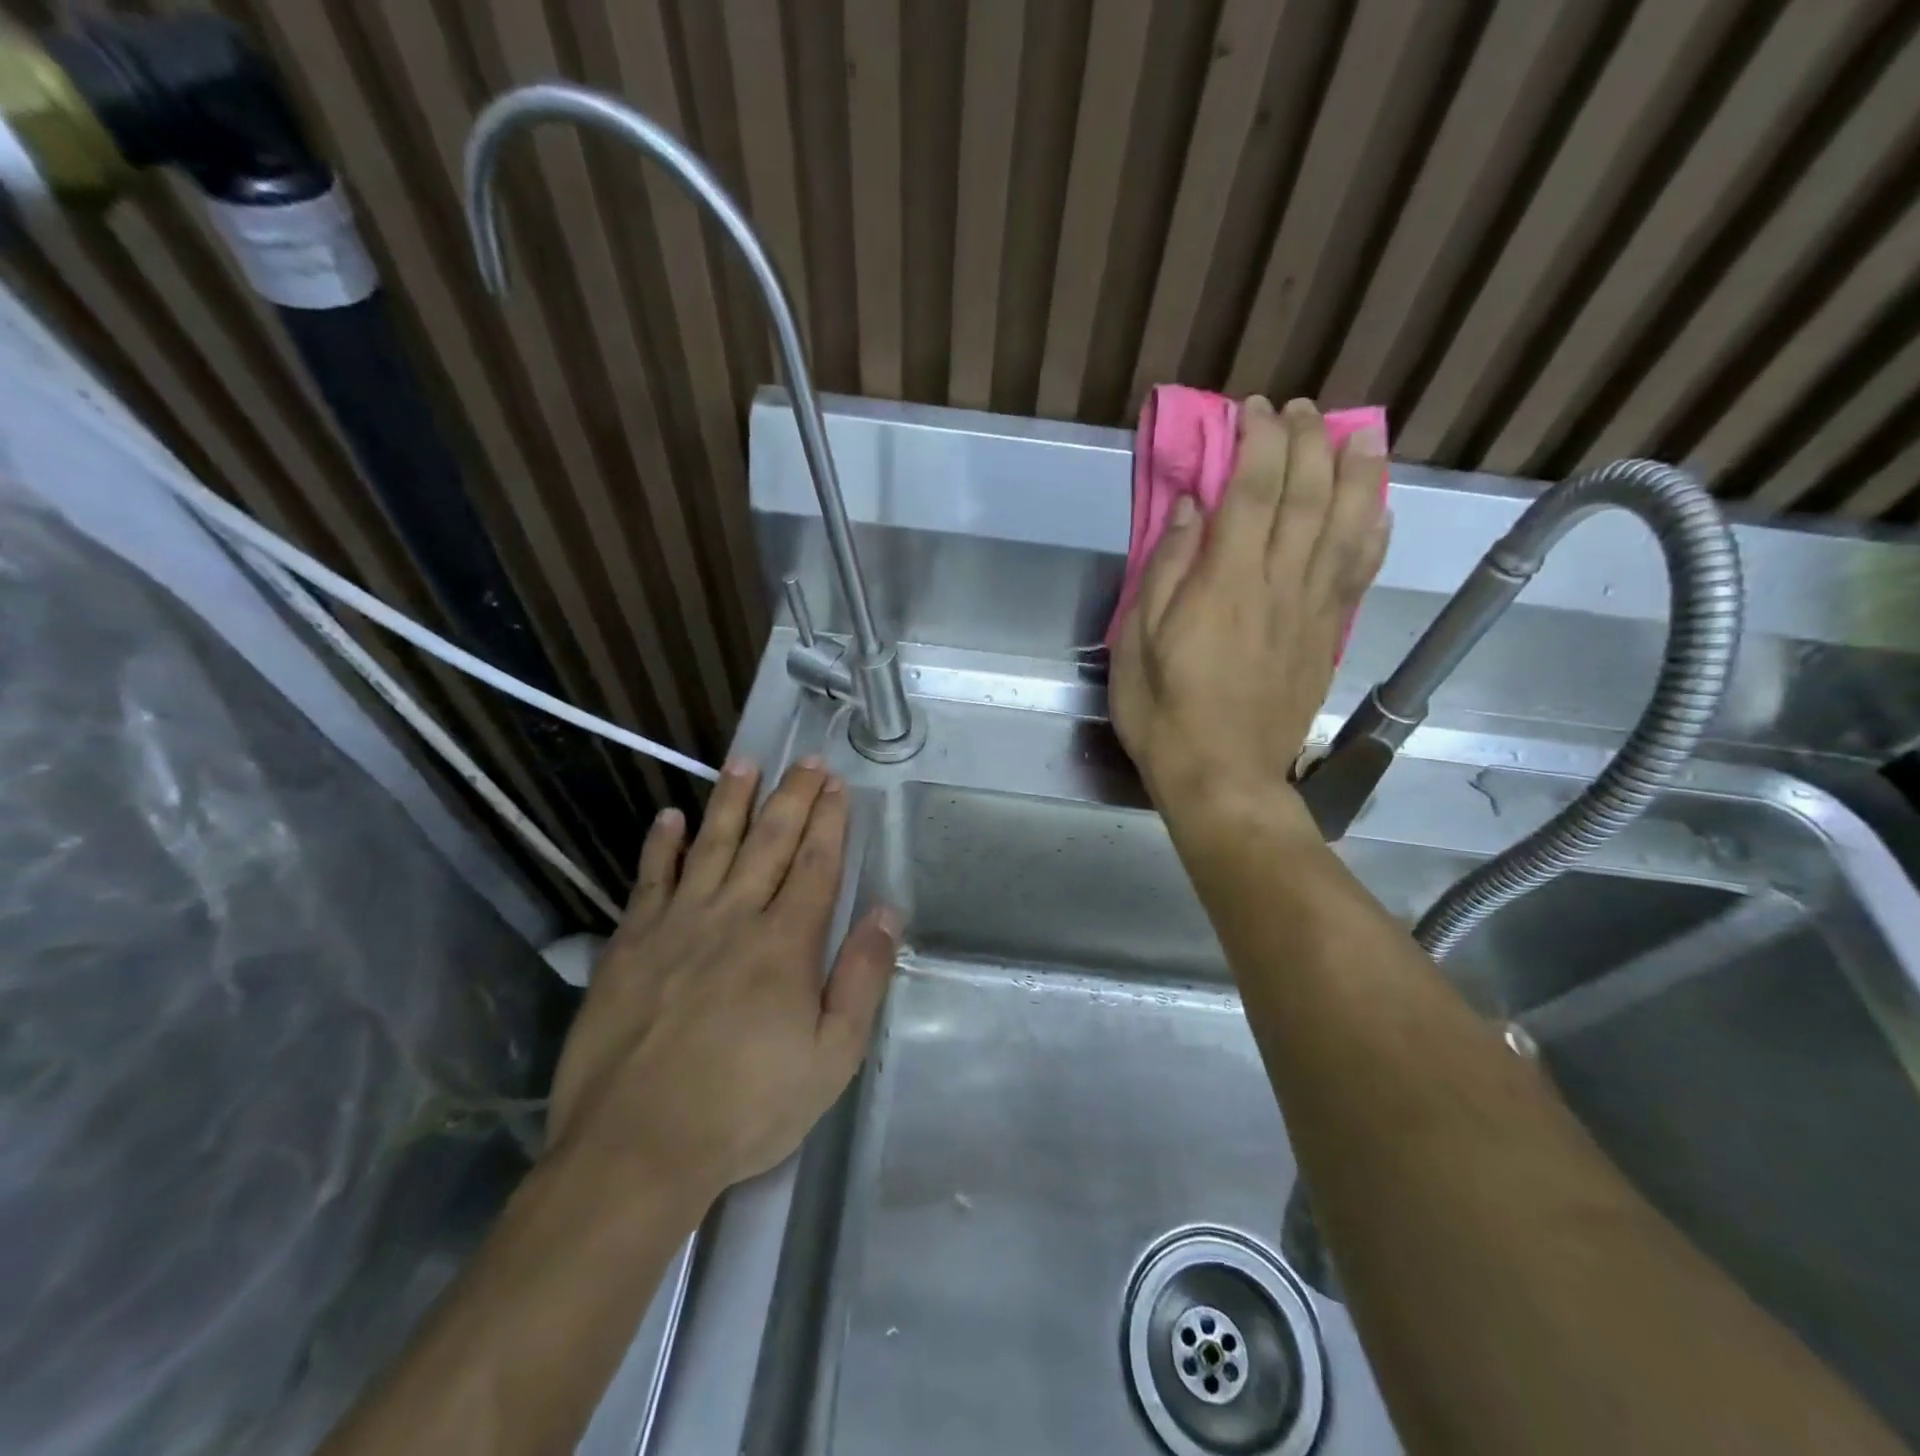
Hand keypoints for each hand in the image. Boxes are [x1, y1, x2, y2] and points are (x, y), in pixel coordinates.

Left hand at [545, 759, 898, 1211]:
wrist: (636, 1149)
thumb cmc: (747, 1108)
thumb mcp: (832, 1057)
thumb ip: (862, 978)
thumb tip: (887, 912)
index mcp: (785, 943)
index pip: (815, 865)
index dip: (829, 821)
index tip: (836, 784)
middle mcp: (733, 917)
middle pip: (769, 843)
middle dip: (792, 797)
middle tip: (805, 760)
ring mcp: (676, 926)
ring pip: (710, 846)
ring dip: (731, 802)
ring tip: (744, 763)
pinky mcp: (629, 945)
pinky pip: (648, 880)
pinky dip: (660, 845)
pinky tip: (669, 817)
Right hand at [1110, 396, 1389, 824]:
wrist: (1223, 777)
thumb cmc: (1165, 713)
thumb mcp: (1138, 643)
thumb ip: (1166, 572)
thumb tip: (1189, 510)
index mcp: (1226, 583)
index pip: (1252, 491)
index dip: (1258, 442)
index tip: (1253, 410)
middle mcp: (1279, 583)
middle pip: (1307, 496)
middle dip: (1307, 441)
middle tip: (1301, 409)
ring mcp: (1312, 609)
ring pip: (1347, 525)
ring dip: (1356, 472)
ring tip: (1360, 433)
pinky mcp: (1327, 635)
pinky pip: (1359, 573)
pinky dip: (1374, 533)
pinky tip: (1379, 509)